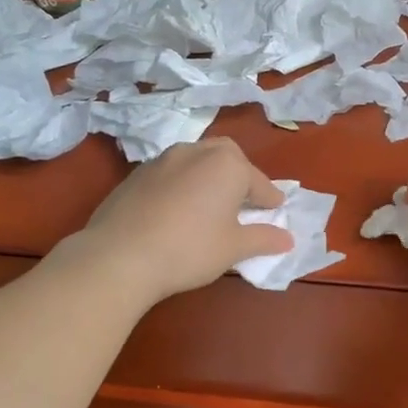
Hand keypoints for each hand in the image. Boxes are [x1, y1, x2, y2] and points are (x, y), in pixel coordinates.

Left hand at [66, 138, 293, 305]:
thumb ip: (263, 238)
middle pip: (227, 157)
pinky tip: (177, 211)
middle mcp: (196, 152)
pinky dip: (182, 185)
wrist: (120, 255)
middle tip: (243, 202)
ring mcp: (162, 160)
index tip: (276, 211)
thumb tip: (287, 238)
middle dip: (239, 175)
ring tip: (210, 205)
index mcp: (227, 165)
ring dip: (208, 177)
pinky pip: (170, 174)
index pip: (259, 182)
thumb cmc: (189, 249)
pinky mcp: (136, 174)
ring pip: (196, 161)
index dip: (270, 199)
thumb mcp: (233, 248)